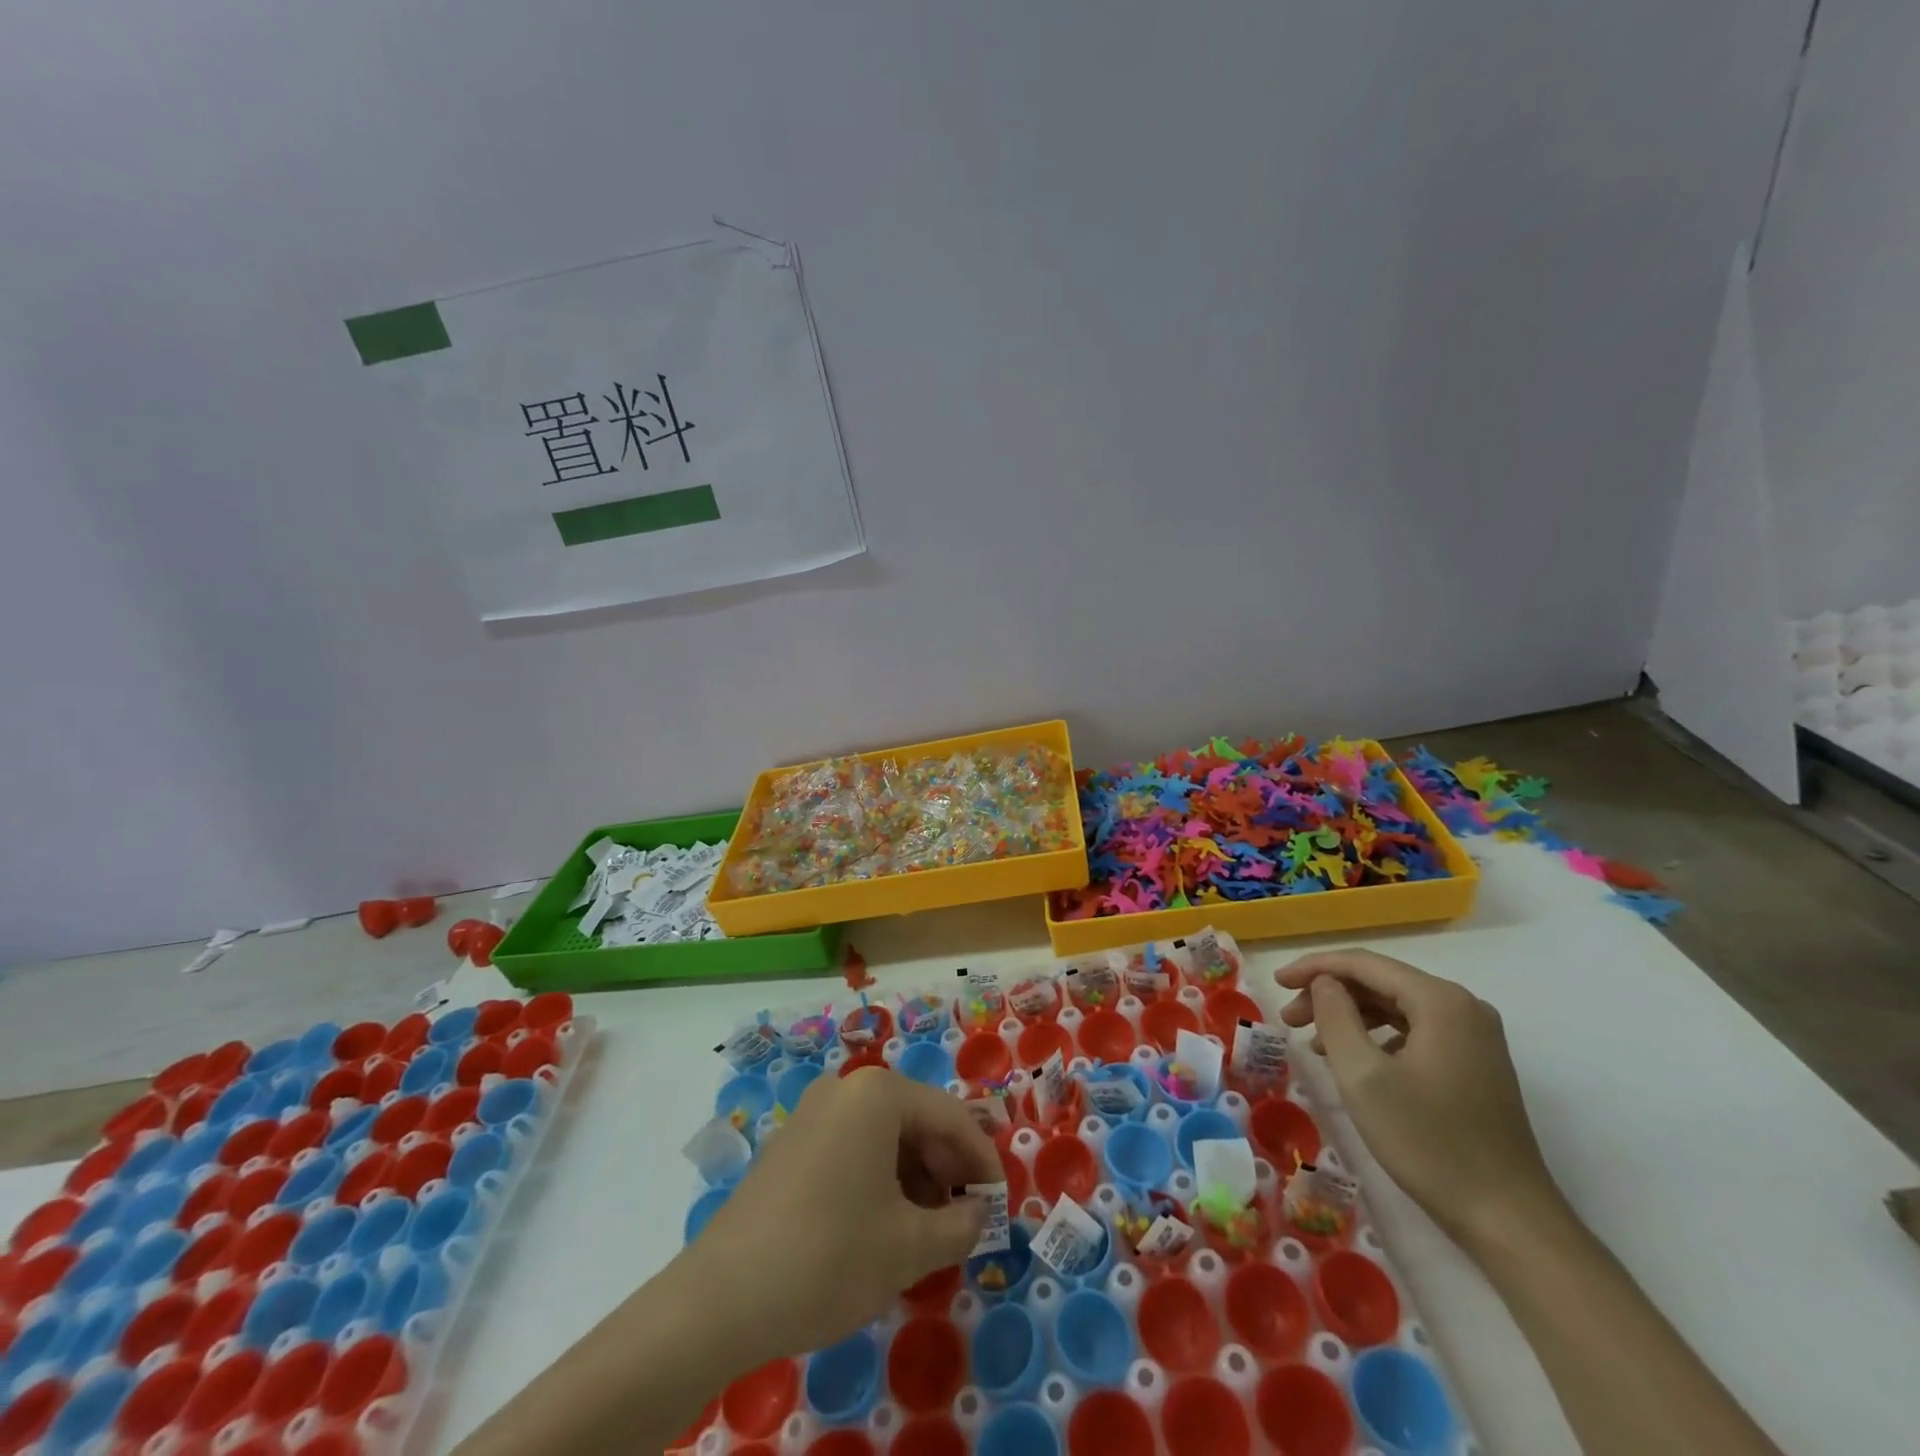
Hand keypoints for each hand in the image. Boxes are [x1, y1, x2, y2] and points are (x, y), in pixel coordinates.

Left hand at [685, 1066, 1000, 1362]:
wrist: (721, 1298)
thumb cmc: (829, 1256)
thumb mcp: (909, 1247)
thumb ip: (960, 1226)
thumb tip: (980, 1214)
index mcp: (877, 1094)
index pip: (950, 1115)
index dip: (982, 1159)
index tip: (1000, 1203)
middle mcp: (844, 1089)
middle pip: (915, 1120)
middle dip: (946, 1169)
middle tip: (965, 1218)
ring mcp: (812, 1114)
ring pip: (883, 1136)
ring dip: (915, 1178)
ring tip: (928, 1230)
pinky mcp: (791, 1144)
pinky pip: (852, 1149)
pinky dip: (879, 1179)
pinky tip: (884, 1225)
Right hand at [1275, 949, 1562, 1247]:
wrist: (1508, 1219)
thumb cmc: (1428, 1142)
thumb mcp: (1363, 1075)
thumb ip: (1335, 1016)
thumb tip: (1325, 982)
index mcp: (1439, 1000)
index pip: (1363, 964)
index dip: (1314, 967)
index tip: (1276, 981)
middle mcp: (1463, 1006)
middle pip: (1380, 982)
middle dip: (1329, 994)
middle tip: (1289, 1019)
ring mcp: (1474, 1036)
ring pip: (1396, 1007)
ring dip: (1350, 1016)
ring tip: (1312, 1043)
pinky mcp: (1476, 1063)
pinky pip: (1414, 1030)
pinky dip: (1377, 1036)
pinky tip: (1353, 1060)